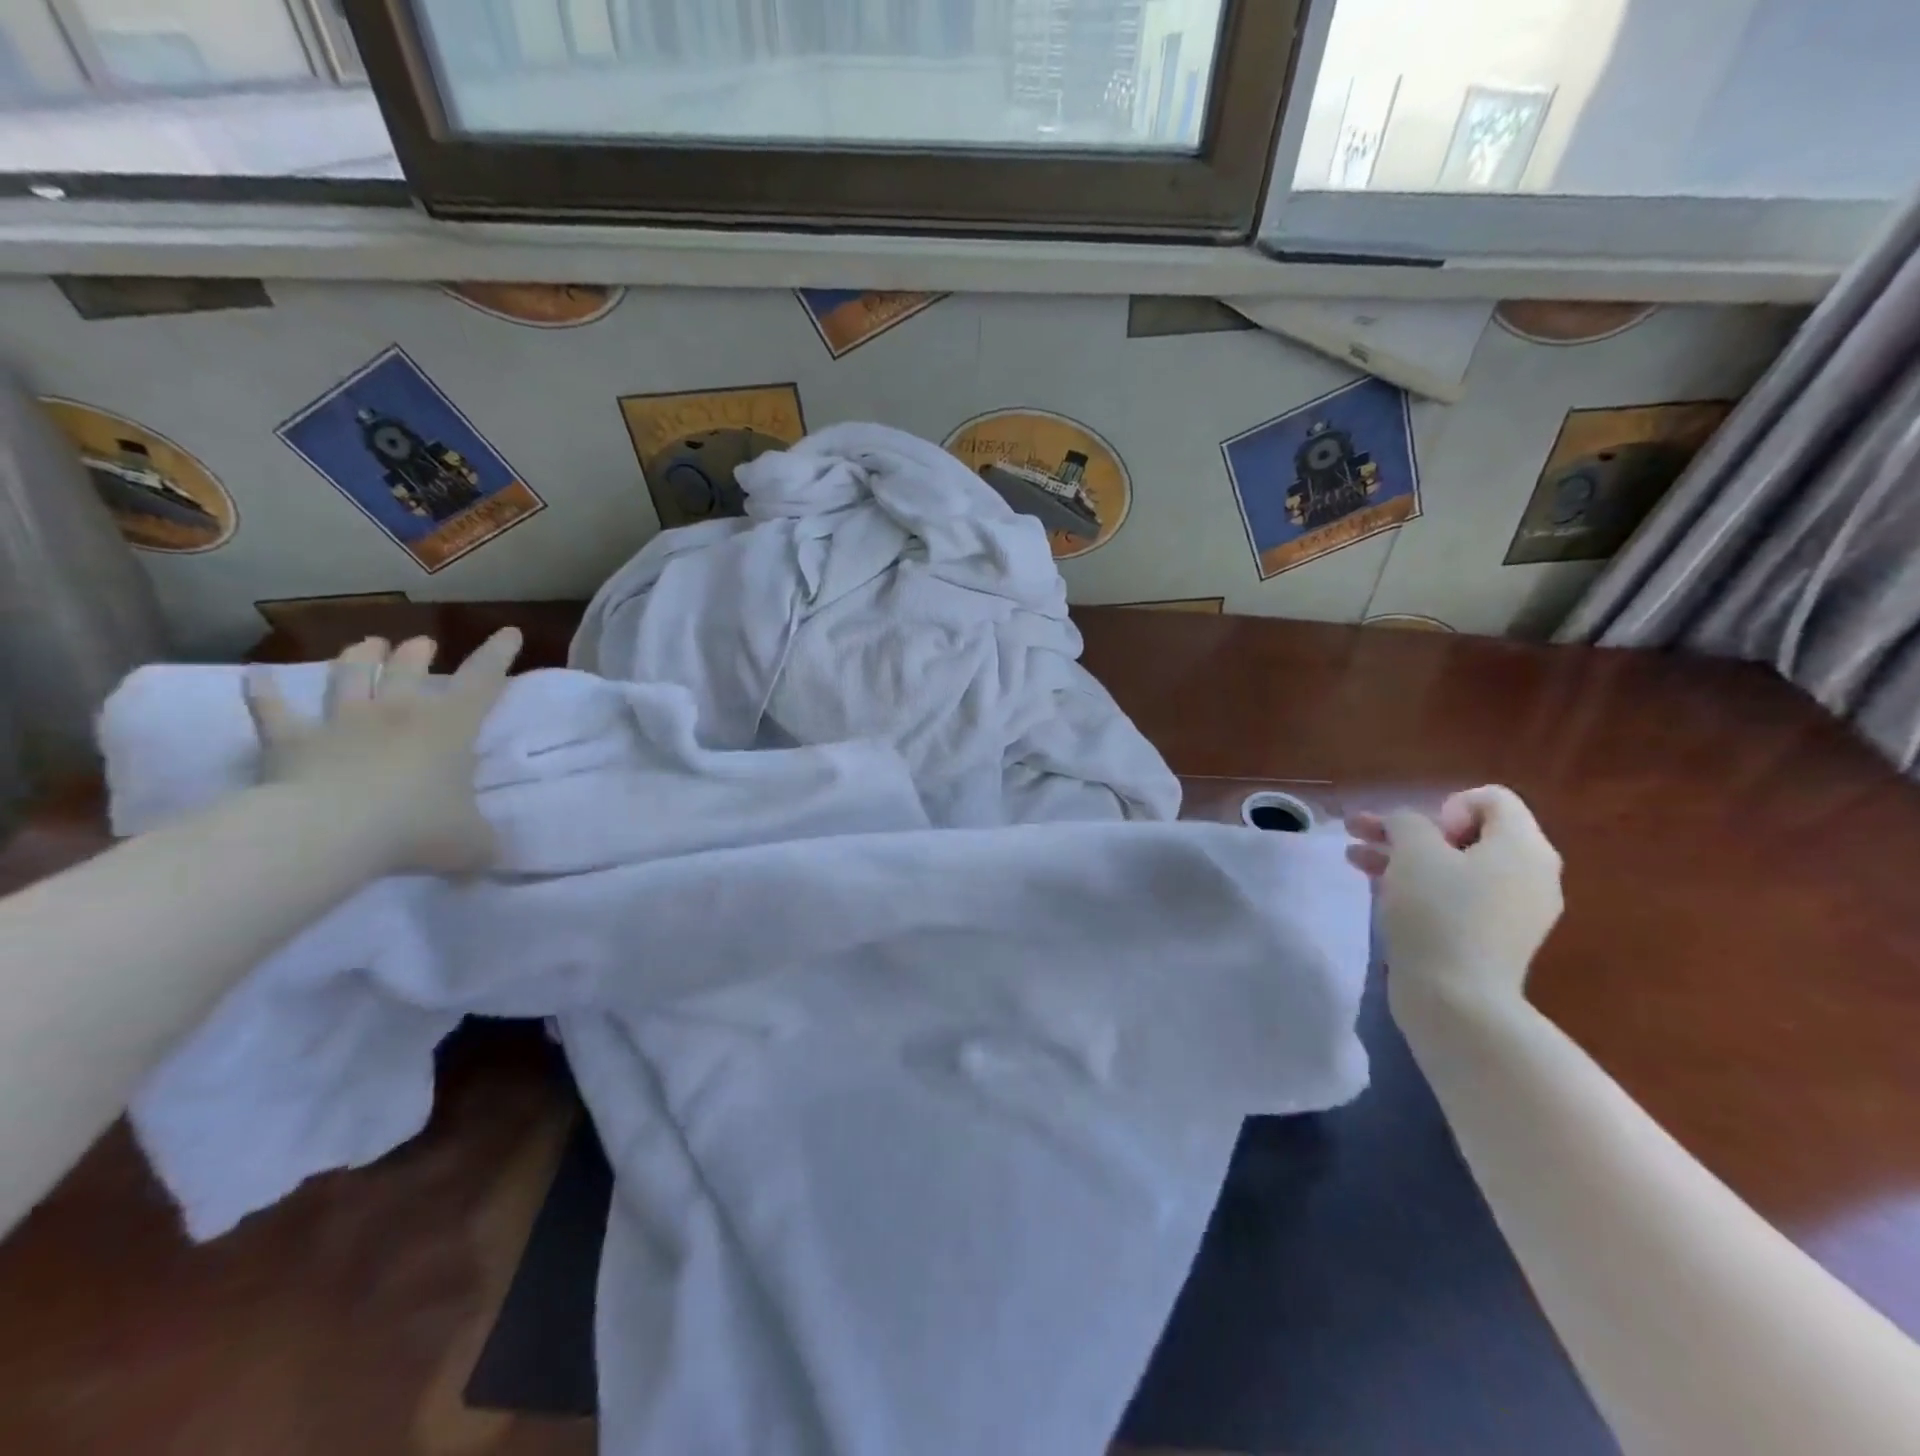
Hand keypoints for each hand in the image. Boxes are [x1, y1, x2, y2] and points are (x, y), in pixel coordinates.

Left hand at [242, 630, 521, 874]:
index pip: (483, 681)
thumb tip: (492, 860)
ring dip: (358, 658)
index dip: (498, 654)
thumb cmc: (417, 828)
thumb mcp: (472, 844)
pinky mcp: (290, 742)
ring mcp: (341, 724)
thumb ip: (484, 846)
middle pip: (408, 670)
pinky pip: (272, 712)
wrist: (331, 833)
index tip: (509, 632)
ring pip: (349, 677)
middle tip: (422, 644)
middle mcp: (397, 714)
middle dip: (417, 654)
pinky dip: (262, 693)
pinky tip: (253, 677)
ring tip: (367, 644)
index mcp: (450, 728)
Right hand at [1345, 785, 1563, 1007]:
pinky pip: (1457, 896)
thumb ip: (1407, 822)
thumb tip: (1407, 826)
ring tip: (1354, 857)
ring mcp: (1513, 910)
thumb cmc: (1438, 914)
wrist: (1455, 1000)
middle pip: (1468, 832)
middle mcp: (1530, 875)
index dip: (1446, 805)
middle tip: (1363, 832)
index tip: (1421, 835)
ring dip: (1403, 855)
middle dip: (1409, 830)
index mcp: (1524, 848)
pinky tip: (1378, 887)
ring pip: (1454, 865)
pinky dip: (1419, 885)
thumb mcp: (1414, 852)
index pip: (1491, 799)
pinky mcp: (1492, 938)